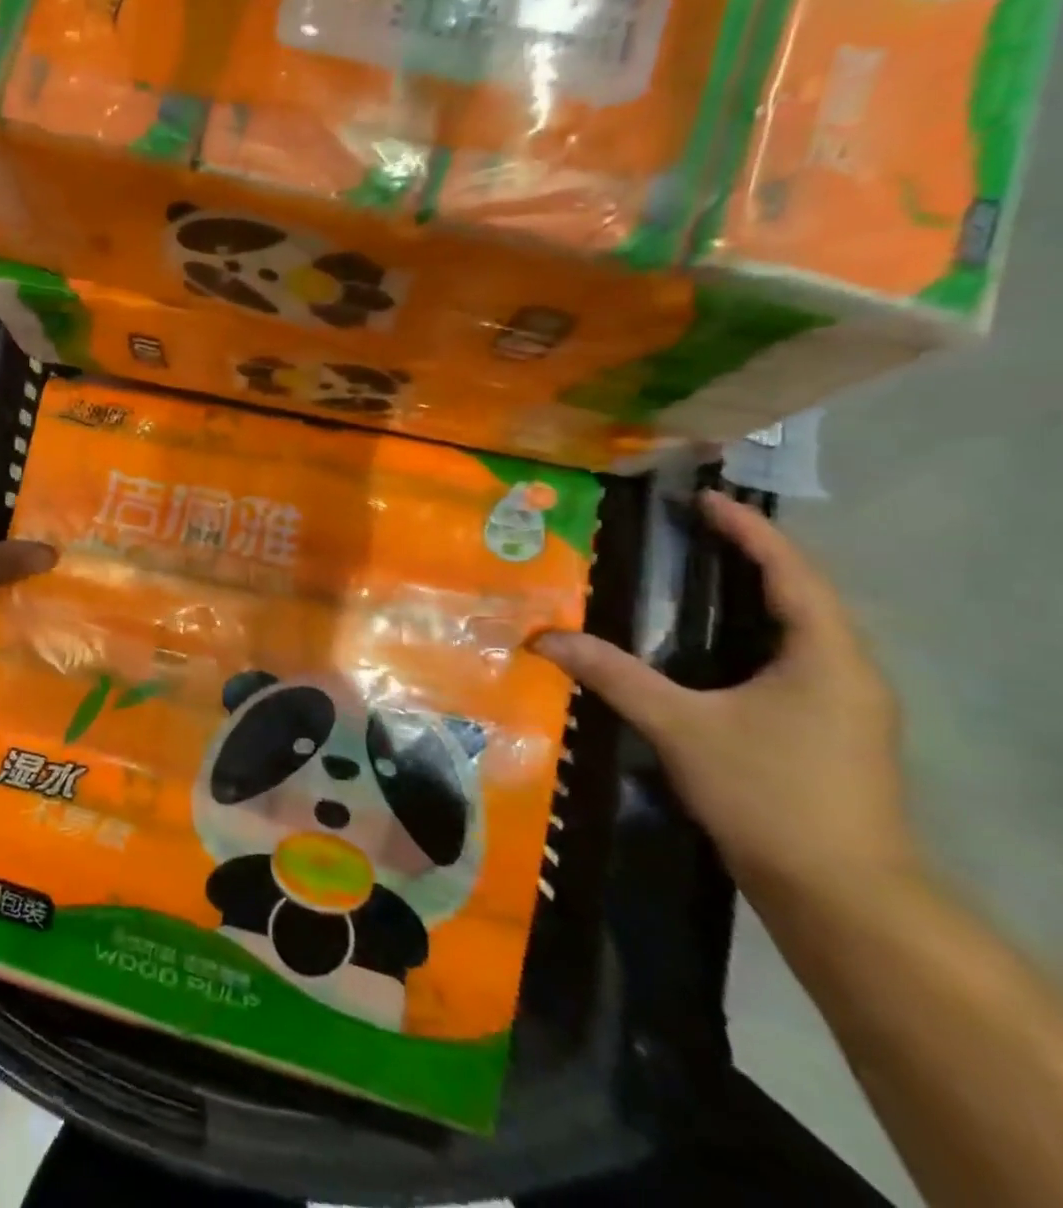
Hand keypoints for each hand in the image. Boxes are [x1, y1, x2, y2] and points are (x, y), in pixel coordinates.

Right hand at [532, 492, 916, 905]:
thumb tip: (545, 638)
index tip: (704, 499)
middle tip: (691, 531)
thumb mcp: (680, 726)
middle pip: (801, 595)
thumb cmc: (769, 793)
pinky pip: (791, 662)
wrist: (840, 894)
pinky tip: (712, 646)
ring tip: (699, 575)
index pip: (790, 572)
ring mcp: (845, 706)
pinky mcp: (830, 733)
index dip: (748, 530)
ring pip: (799, 631)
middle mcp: (848, 671)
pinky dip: (752, 636)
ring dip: (754, 597)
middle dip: (750, 557)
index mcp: (827, 655)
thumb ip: (613, 675)